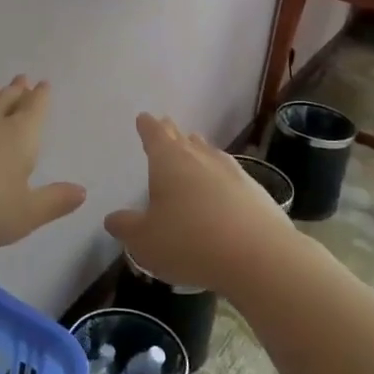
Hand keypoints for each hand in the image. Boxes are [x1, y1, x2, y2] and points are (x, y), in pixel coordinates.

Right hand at [104, 114, 304, 294]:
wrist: (259, 256)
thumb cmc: (190, 242)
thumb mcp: (144, 240)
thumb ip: (126, 227)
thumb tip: (113, 218)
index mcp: (169, 161)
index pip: (155, 135)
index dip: (147, 126)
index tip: (144, 117)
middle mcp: (200, 158)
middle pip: (183, 139)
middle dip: (171, 133)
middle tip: (165, 125)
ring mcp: (232, 172)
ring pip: (209, 153)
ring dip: (198, 149)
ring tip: (194, 145)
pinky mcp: (256, 192)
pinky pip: (231, 175)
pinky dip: (221, 176)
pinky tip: (223, 186)